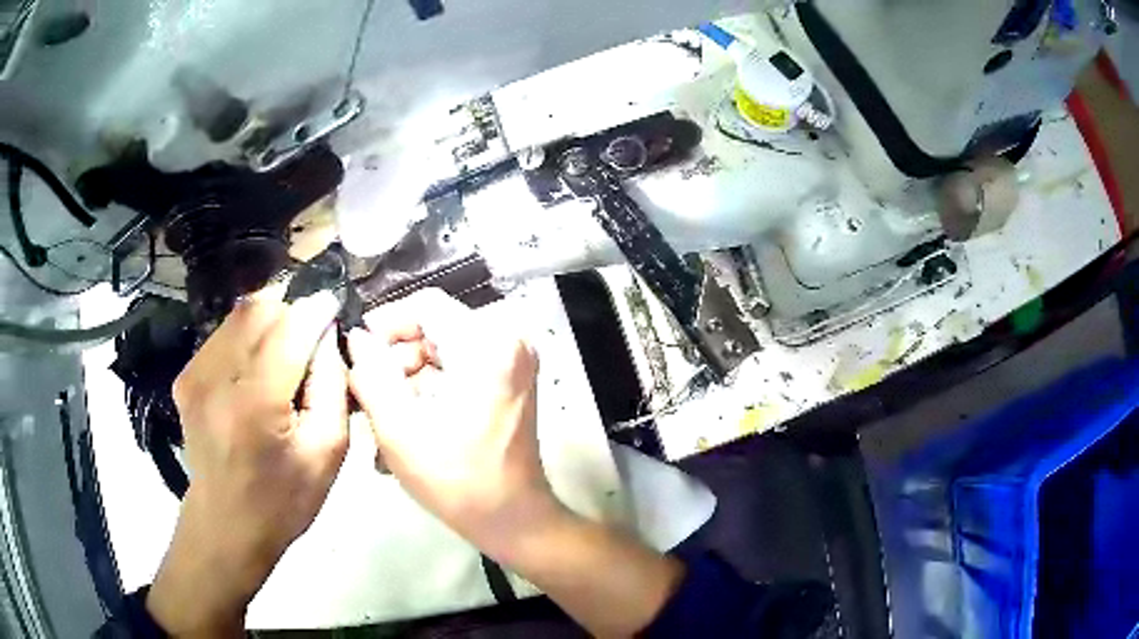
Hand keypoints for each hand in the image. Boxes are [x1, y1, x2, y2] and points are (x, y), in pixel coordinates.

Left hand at [147, 291, 348, 636]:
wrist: (227, 525)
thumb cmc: (284, 499)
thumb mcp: (328, 453)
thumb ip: (333, 386)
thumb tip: (328, 335)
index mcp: (256, 402)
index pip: (290, 327)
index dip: (317, 308)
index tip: (335, 305)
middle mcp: (217, 377)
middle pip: (261, 309)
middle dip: (292, 313)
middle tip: (310, 339)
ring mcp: (194, 374)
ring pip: (239, 315)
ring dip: (269, 323)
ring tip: (284, 356)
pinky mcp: (185, 377)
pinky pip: (223, 335)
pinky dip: (246, 339)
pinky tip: (255, 371)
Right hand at [348, 290, 684, 637]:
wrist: (513, 519)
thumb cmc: (457, 481)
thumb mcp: (399, 428)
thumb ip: (371, 373)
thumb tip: (357, 336)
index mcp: (488, 344)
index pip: (425, 304)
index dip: (385, 324)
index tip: (358, 355)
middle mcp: (509, 339)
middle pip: (433, 327)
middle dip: (396, 360)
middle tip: (369, 398)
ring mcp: (513, 359)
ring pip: (441, 348)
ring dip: (409, 378)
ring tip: (386, 417)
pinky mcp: (509, 378)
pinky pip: (457, 366)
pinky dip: (429, 388)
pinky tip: (409, 421)